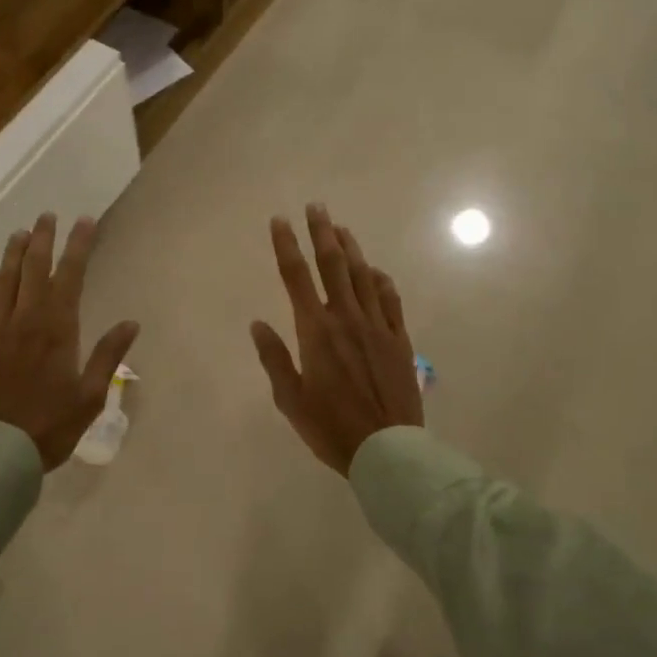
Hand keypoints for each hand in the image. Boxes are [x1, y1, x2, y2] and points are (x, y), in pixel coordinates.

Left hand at [0, 213, 140, 470]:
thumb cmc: (48, 427)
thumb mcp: (89, 397)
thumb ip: (108, 357)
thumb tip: (131, 323)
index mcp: (57, 330)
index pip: (70, 276)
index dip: (78, 246)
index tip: (85, 221)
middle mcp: (25, 321)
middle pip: (34, 271)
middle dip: (43, 240)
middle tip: (48, 216)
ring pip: (4, 283)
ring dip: (13, 255)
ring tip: (20, 233)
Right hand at [251, 204, 422, 474]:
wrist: (387, 449)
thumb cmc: (331, 428)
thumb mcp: (290, 400)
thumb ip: (273, 358)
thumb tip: (257, 324)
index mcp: (315, 331)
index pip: (296, 277)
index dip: (286, 246)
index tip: (279, 221)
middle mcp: (346, 318)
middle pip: (332, 265)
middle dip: (322, 232)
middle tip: (316, 206)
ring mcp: (377, 326)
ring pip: (363, 276)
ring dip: (351, 249)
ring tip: (341, 228)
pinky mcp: (399, 339)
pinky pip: (390, 300)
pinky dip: (380, 280)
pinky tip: (375, 271)